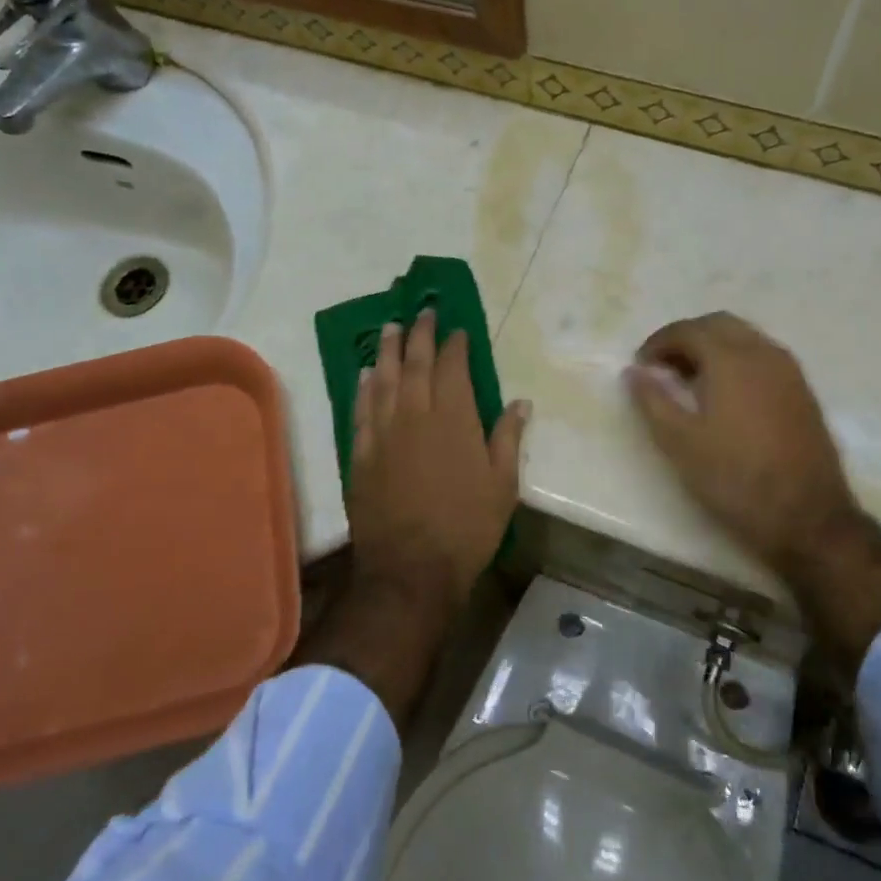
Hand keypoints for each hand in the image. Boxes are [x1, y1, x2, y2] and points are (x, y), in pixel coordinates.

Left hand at [347, 312, 529, 626]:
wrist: (412, 568)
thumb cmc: (467, 527)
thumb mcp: (502, 484)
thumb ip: (508, 437)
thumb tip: (520, 401)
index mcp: (454, 418)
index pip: (453, 367)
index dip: (455, 344)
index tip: (458, 329)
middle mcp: (415, 414)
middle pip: (415, 363)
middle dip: (419, 334)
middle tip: (421, 312)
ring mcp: (383, 432)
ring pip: (383, 379)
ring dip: (386, 350)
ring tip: (389, 327)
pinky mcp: (361, 453)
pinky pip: (361, 409)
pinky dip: (364, 387)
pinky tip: (365, 374)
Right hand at [625, 312, 880, 678]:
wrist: (806, 518)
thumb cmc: (734, 478)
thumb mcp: (680, 442)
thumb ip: (652, 400)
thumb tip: (633, 372)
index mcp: (731, 359)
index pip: (688, 330)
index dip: (658, 342)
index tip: (641, 366)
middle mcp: (763, 354)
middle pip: (719, 324)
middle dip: (686, 338)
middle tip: (663, 368)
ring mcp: (789, 372)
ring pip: (745, 338)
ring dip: (713, 348)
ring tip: (690, 382)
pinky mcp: (803, 392)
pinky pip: (763, 358)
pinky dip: (737, 361)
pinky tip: (725, 396)